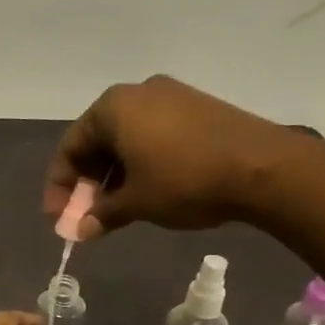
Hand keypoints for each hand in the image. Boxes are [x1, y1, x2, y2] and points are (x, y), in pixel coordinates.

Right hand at [43, 75, 295, 238]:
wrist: (266, 168)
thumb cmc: (185, 180)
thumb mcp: (136, 203)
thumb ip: (100, 214)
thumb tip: (79, 231)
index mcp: (112, 107)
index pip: (70, 147)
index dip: (60, 187)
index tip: (58, 218)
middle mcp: (138, 92)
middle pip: (98, 142)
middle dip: (89, 182)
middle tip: (87, 216)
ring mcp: (173, 97)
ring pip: (128, 140)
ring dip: (116, 176)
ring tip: (117, 209)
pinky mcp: (199, 108)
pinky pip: (155, 136)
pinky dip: (142, 164)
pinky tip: (148, 191)